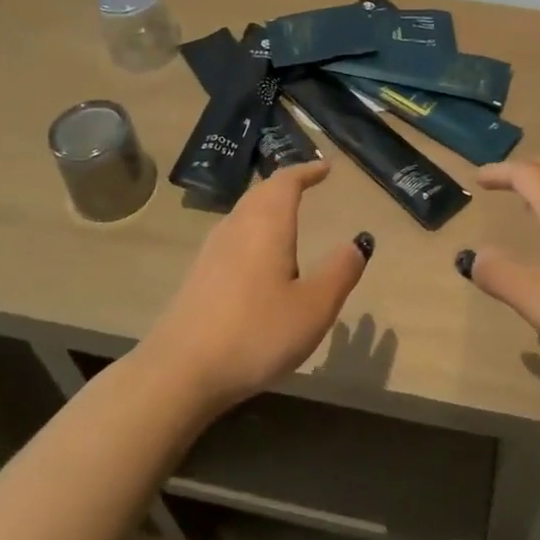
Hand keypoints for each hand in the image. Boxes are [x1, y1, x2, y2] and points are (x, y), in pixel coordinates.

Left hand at [141, 160, 370, 411]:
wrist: (180, 372)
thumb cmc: (256, 333)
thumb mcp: (313, 307)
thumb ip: (340, 271)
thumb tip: (359, 241)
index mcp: (266, 225)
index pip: (286, 182)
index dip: (307, 171)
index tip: (325, 167)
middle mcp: (236, 227)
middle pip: (261, 192)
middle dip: (286, 184)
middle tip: (307, 182)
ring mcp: (212, 251)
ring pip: (244, 213)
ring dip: (266, 205)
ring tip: (286, 213)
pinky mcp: (199, 276)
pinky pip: (233, 235)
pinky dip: (253, 229)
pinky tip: (257, 255)